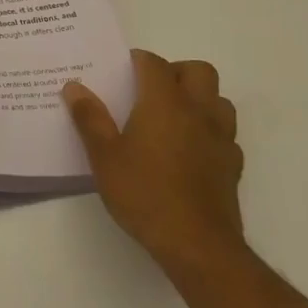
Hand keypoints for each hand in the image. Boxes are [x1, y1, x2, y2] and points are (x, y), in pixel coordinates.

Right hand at [64, 50, 245, 278]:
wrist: (197, 246)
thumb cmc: (145, 193)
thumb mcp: (104, 156)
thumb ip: (89, 117)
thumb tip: (74, 86)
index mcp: (165, 102)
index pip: (154, 63)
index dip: (136, 61)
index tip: (119, 71)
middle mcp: (198, 112)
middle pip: (198, 71)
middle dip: (175, 72)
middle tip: (149, 90)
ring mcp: (221, 139)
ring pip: (219, 100)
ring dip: (199, 99)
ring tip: (172, 117)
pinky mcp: (233, 166)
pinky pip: (225, 134)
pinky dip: (209, 132)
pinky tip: (189, 151)